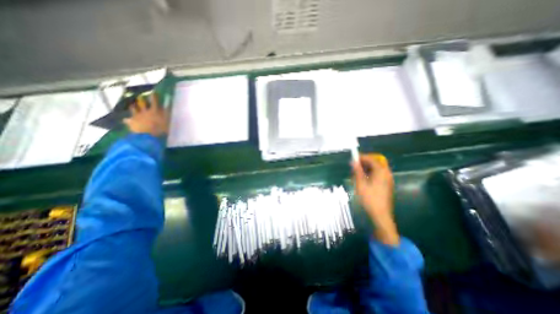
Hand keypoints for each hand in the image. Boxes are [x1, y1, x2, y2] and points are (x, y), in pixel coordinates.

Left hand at [125, 92, 169, 137]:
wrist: (148, 136)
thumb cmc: (162, 130)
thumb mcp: (168, 123)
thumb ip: (168, 116)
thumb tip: (170, 109)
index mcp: (156, 111)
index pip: (156, 101)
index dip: (155, 96)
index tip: (154, 92)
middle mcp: (146, 111)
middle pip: (143, 103)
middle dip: (142, 99)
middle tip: (142, 96)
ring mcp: (138, 115)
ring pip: (134, 108)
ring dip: (134, 106)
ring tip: (133, 105)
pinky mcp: (132, 121)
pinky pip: (127, 120)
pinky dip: (127, 120)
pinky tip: (125, 120)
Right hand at [349, 153, 397, 245]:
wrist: (381, 215)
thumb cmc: (370, 199)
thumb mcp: (360, 184)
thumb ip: (357, 171)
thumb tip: (353, 161)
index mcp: (381, 172)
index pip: (371, 159)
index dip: (362, 157)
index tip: (353, 158)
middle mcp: (386, 173)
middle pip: (375, 162)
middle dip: (364, 162)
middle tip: (354, 166)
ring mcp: (388, 179)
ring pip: (377, 168)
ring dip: (367, 168)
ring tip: (357, 173)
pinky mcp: (386, 184)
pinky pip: (378, 174)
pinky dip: (370, 173)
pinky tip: (363, 179)